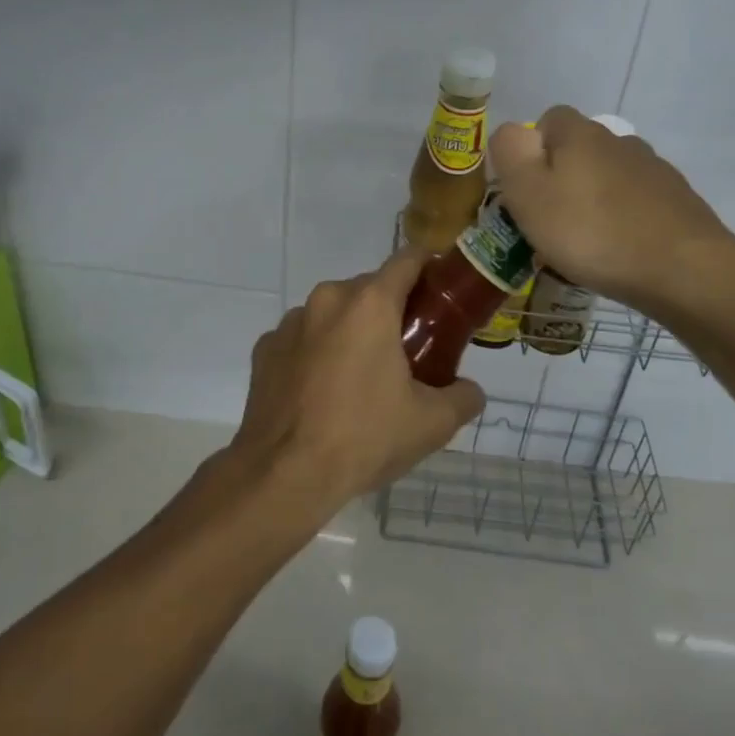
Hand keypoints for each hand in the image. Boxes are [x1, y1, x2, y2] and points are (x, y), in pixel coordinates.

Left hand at [232, 249, 484, 520]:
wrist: (284, 475)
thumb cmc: (364, 437)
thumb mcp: (431, 423)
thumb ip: (463, 397)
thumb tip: (470, 391)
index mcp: (370, 304)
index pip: (407, 260)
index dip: (429, 267)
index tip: (441, 290)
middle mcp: (328, 299)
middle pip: (369, 288)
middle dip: (391, 310)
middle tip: (409, 348)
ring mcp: (290, 323)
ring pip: (333, 312)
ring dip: (351, 330)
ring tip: (362, 376)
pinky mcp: (265, 349)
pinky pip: (302, 338)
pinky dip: (317, 352)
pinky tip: (322, 392)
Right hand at [490, 106, 731, 308]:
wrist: (683, 270)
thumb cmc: (591, 232)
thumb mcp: (528, 192)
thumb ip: (510, 152)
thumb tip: (513, 132)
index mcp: (580, 134)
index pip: (548, 120)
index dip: (532, 151)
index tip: (526, 190)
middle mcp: (619, 141)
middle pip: (580, 150)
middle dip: (563, 179)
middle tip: (550, 223)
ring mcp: (654, 170)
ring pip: (609, 177)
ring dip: (595, 200)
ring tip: (587, 243)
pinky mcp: (677, 201)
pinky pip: (637, 203)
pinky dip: (625, 220)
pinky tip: (621, 251)